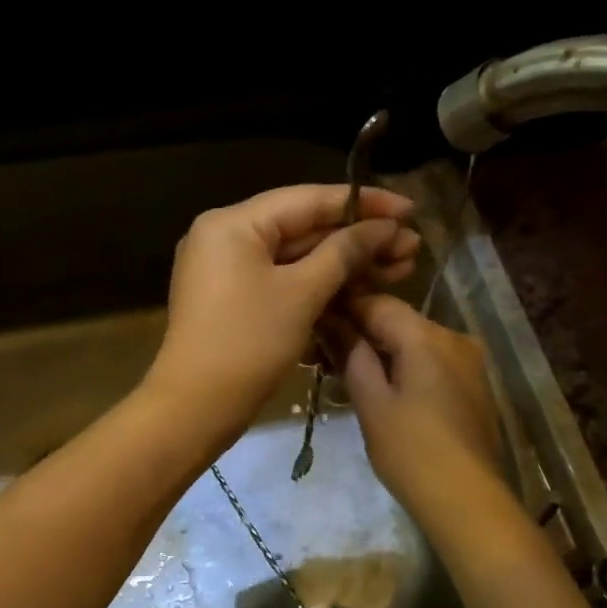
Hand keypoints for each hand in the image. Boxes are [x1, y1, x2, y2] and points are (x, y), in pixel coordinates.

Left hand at [145, 184, 418, 446]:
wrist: (195, 408)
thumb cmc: (248, 344)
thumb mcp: (302, 294)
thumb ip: (344, 253)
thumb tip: (383, 227)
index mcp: (233, 223)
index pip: (308, 199)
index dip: (363, 204)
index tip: (410, 209)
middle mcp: (225, 237)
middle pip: (303, 228)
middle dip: (359, 240)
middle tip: (411, 249)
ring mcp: (227, 271)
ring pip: (296, 258)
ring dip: (345, 265)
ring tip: (400, 270)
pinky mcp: (234, 301)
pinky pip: (282, 282)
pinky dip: (318, 286)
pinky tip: (361, 291)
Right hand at [333, 293, 508, 527]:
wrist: (466, 499)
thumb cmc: (410, 451)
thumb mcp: (371, 402)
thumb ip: (351, 355)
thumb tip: (331, 321)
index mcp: (427, 336)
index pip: (377, 303)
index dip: (343, 308)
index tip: (314, 322)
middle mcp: (454, 337)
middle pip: (399, 321)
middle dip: (362, 332)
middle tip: (325, 355)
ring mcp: (470, 363)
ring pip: (417, 343)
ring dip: (384, 352)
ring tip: (349, 375)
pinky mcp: (475, 387)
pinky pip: (433, 363)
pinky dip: (406, 368)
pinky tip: (386, 391)